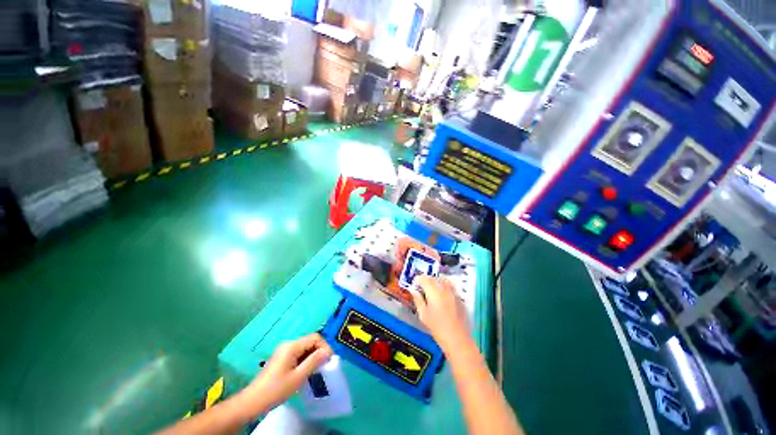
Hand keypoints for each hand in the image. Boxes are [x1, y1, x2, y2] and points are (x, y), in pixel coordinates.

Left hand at [238, 333, 332, 415]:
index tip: (329, 360)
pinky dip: (305, 360)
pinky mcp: (281, 358)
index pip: (315, 337)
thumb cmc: (276, 389)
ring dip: (312, 356)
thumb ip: (314, 361)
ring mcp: (284, 351)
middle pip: (310, 341)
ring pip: (304, 348)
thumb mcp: (298, 377)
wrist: (252, 402)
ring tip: (316, 370)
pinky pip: (298, 354)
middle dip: (319, 351)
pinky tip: (306, 371)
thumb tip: (328, 351)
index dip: (324, 346)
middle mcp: (288, 344)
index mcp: (292, 346)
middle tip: (324, 366)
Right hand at [409, 276, 469, 349]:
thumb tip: (413, 291)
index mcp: (433, 292)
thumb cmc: (437, 328)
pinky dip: (444, 286)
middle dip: (426, 280)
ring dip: (435, 282)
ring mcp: (453, 292)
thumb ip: (418, 300)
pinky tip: (441, 295)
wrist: (457, 339)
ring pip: (442, 280)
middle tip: (421, 286)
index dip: (418, 279)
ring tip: (431, 289)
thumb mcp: (423, 315)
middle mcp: (444, 289)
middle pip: (433, 278)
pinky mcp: (459, 297)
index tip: (414, 284)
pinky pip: (450, 286)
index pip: (424, 279)